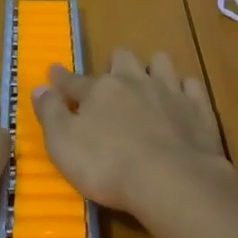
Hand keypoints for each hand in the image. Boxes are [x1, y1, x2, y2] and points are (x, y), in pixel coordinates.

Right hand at [32, 50, 234, 219]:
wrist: (171, 180)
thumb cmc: (108, 166)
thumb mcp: (63, 145)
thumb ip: (50, 114)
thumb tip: (39, 87)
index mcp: (99, 90)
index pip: (74, 80)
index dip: (62, 78)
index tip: (53, 72)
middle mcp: (133, 81)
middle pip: (122, 58)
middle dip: (115, 65)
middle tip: (112, 81)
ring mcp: (169, 91)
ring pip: (160, 62)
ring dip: (153, 68)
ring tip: (149, 83)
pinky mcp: (197, 107)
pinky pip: (191, 85)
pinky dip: (184, 89)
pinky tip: (182, 99)